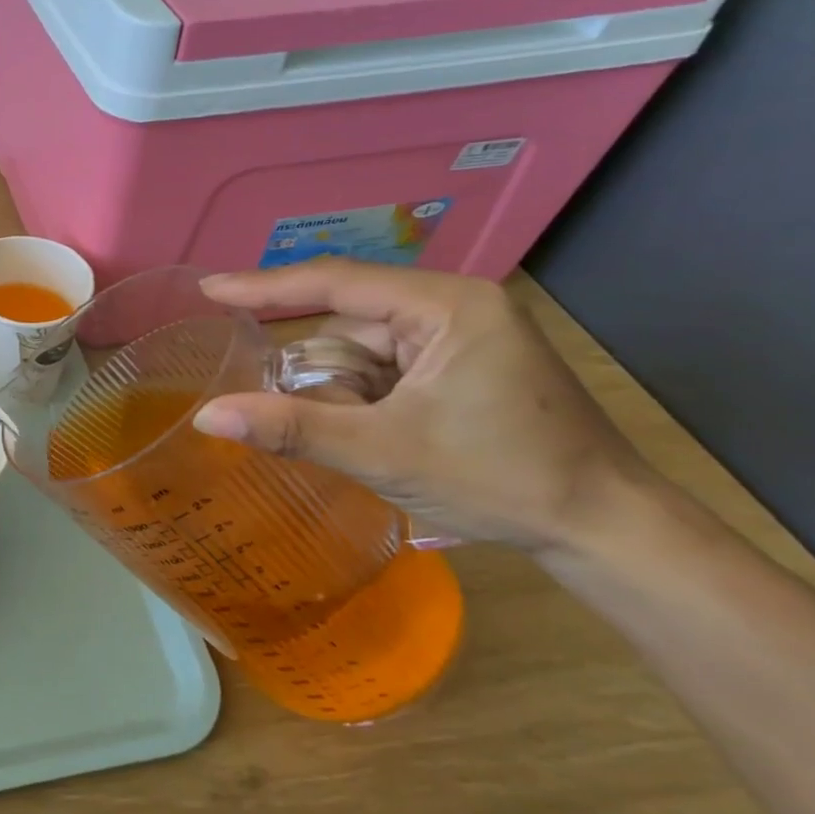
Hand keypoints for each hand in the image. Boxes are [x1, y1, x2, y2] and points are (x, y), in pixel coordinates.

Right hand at [193, 260, 660, 554]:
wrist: (607, 530)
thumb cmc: (501, 480)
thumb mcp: (384, 453)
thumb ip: (292, 428)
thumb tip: (207, 416)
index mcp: (446, 306)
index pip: (336, 283)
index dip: (265, 286)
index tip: (208, 289)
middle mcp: (453, 308)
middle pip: (348, 327)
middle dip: (323, 377)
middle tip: (318, 419)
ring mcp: (461, 338)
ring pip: (364, 355)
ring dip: (346, 397)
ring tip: (368, 444)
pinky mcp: (462, 367)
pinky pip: (386, 372)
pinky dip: (365, 403)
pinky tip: (378, 437)